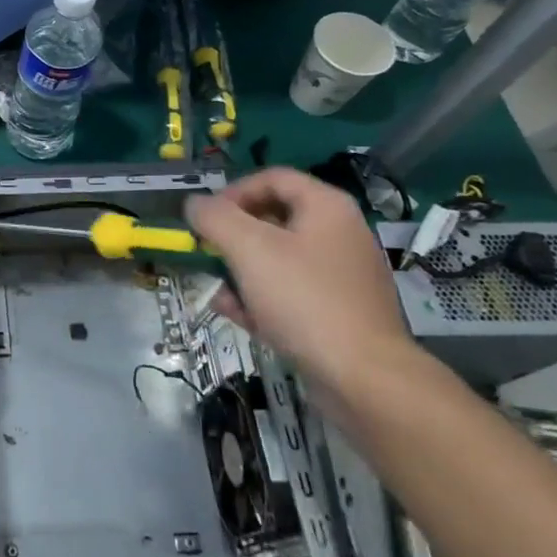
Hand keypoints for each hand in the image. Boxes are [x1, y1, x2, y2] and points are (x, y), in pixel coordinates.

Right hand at [185, 167, 414, 401]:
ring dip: (240, 269)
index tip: (205, 218)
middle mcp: (338, 234)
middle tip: (206, 251)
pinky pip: (289, 292)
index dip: (232, 192)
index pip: (272, 178)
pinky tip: (235, 313)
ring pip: (277, 259)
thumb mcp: (248, 249)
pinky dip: (260, 297)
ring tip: (216, 286)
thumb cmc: (303, 299)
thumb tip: (194, 204)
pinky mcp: (336, 312)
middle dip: (232, 234)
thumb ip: (214, 218)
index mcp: (326, 207)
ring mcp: (340, 276)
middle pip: (273, 219)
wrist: (363, 378)